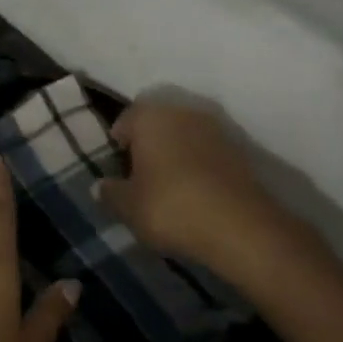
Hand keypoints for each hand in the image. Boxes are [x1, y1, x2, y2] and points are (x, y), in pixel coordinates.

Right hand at [94, 98, 299, 267]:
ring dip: (175, 157)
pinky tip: (195, 195)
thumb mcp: (128, 207)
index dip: (117, 147)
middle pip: (156, 126)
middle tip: (140, 180)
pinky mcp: (241, 151)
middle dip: (147, 147)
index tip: (118, 173)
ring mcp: (216, 129)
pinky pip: (207, 154)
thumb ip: (109, 193)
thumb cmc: (171, 208)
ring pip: (184, 138)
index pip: (124, 121)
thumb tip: (100, 186)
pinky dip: (199, 168)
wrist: (242, 229)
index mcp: (150, 117)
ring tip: (169, 190)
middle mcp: (183, 113)